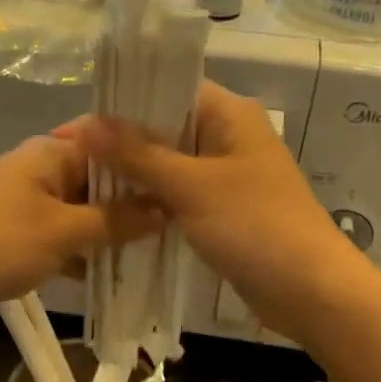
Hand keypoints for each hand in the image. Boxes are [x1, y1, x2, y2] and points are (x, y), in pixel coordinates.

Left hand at [0, 130, 161, 331]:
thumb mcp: (63, 233)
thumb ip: (116, 221)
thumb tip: (165, 208)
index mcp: (50, 152)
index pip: (112, 143)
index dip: (147, 161)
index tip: (183, 183)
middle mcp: (37, 168)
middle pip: (97, 179)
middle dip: (131, 204)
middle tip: (175, 227)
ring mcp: (21, 201)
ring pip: (78, 211)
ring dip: (106, 232)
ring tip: (149, 254)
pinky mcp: (9, 232)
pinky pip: (57, 235)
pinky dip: (78, 251)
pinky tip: (102, 275)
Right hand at [77, 81, 371, 342]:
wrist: (311, 292)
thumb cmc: (256, 227)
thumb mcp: (192, 187)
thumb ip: (138, 154)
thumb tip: (84, 124)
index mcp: (230, 115)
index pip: (167, 89)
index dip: (119, 104)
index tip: (73, 128)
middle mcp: (229, 137)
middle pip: (164, 128)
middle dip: (120, 143)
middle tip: (69, 162)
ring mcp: (227, 177)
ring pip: (170, 166)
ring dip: (134, 175)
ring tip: (83, 186)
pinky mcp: (224, 212)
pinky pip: (179, 197)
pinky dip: (152, 202)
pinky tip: (116, 213)